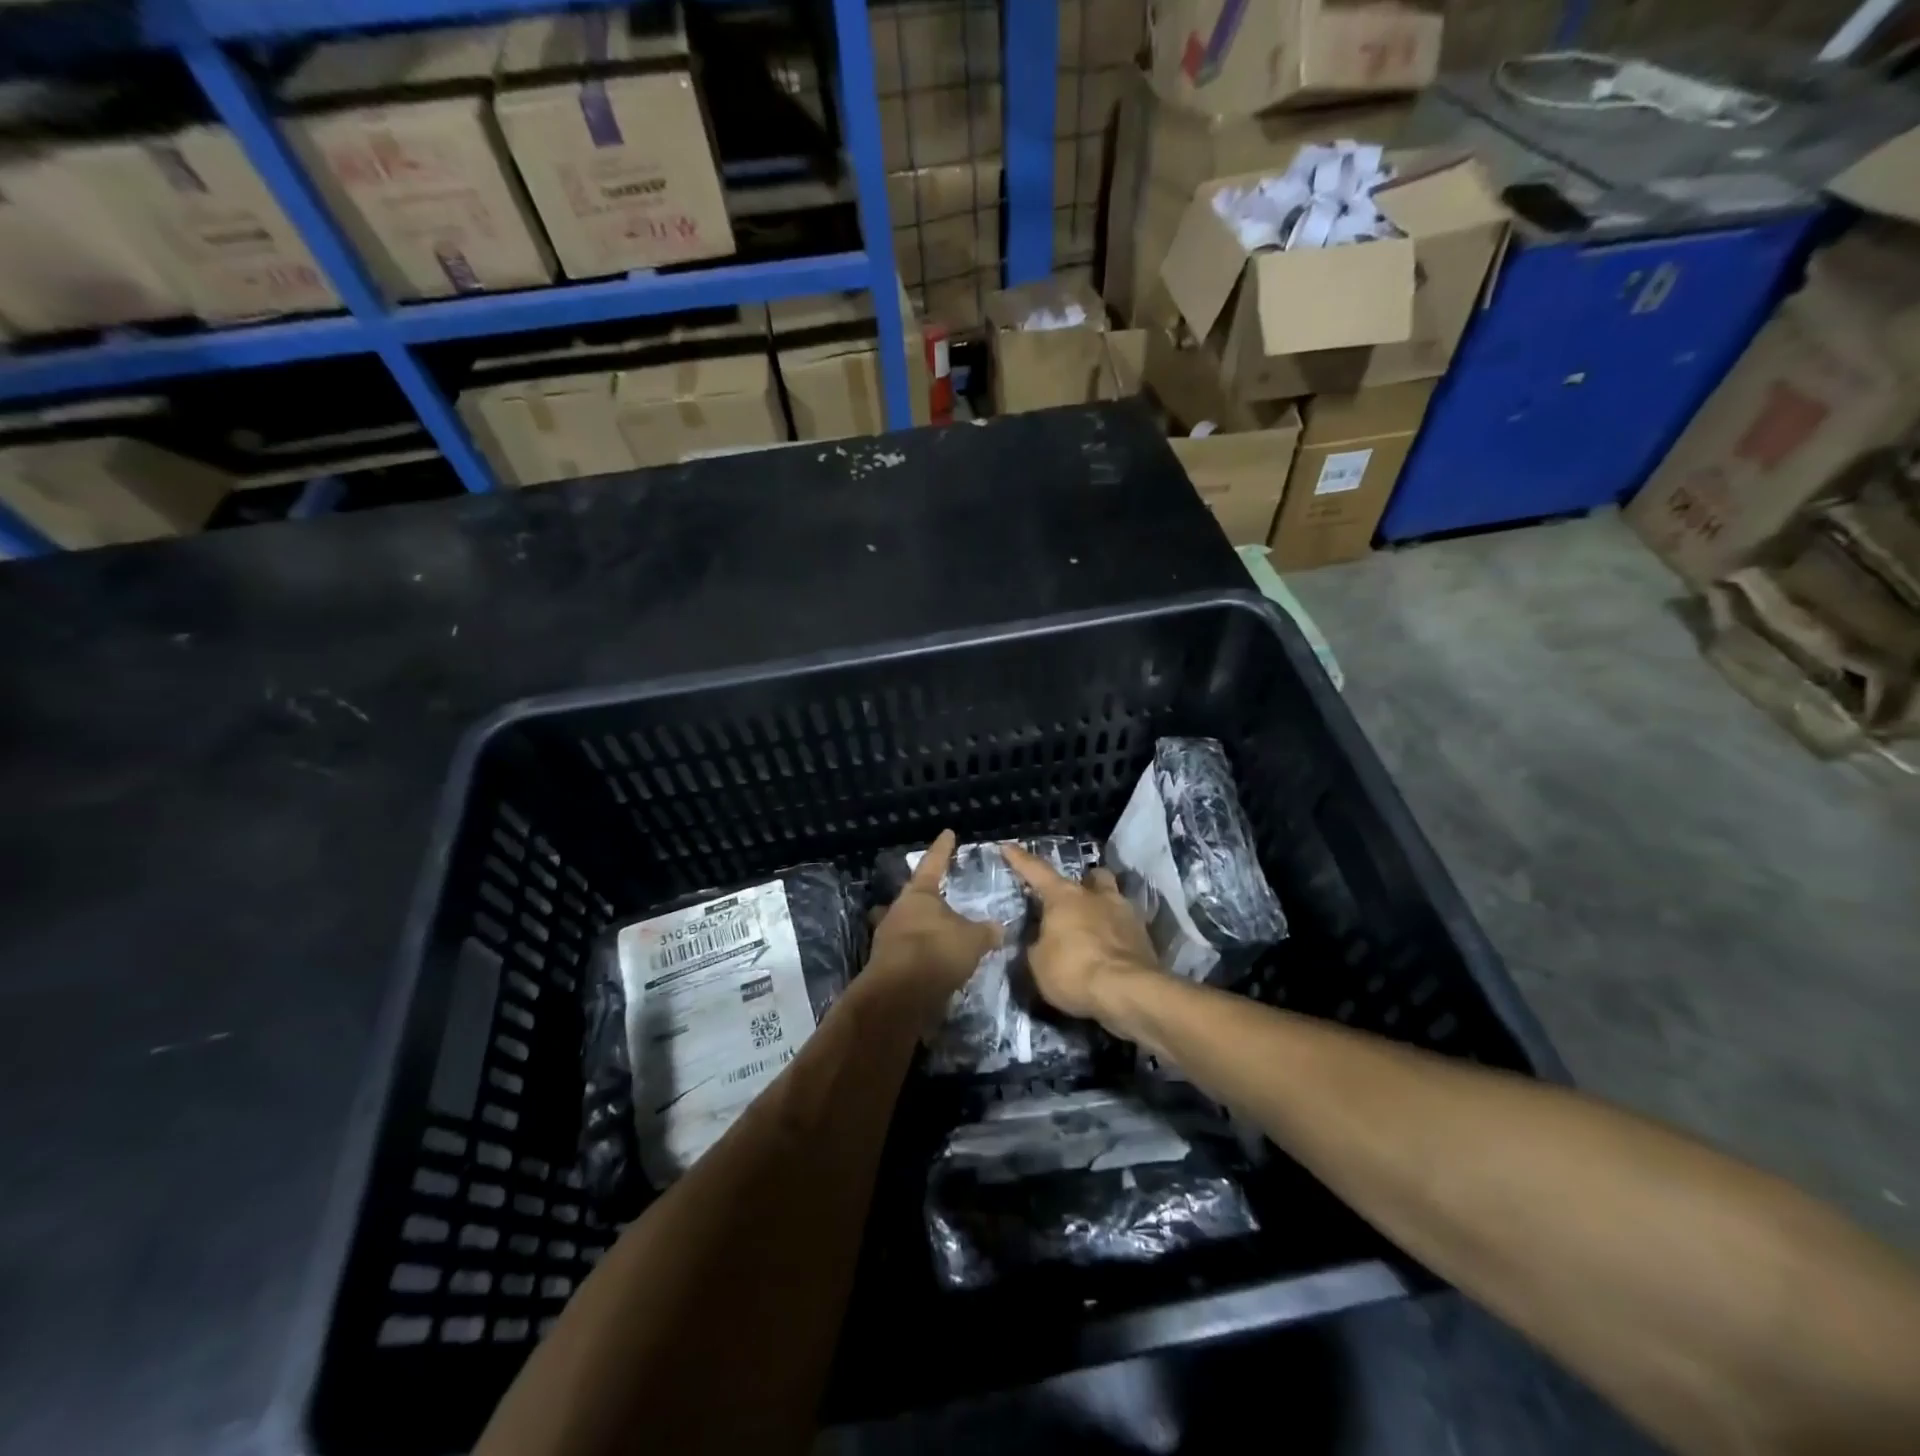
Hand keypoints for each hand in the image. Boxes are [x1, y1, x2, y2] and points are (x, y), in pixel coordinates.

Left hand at [866, 830, 1001, 1023]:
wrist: (900, 996)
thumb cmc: (937, 951)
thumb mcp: (973, 940)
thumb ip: (985, 931)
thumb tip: (998, 928)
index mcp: (918, 894)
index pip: (933, 863)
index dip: (943, 849)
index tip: (948, 834)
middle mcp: (898, 911)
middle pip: (912, 897)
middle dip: (924, 896)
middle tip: (939, 895)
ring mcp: (887, 938)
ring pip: (904, 924)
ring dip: (919, 928)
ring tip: (938, 932)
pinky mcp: (885, 965)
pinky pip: (905, 951)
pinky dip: (919, 954)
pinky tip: (933, 962)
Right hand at [1000, 842, 1161, 1021]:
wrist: (1128, 992)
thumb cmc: (1074, 971)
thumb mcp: (1037, 963)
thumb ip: (1035, 945)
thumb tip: (1038, 940)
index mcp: (1064, 897)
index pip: (1036, 871)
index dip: (1020, 859)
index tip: (1008, 847)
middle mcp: (1096, 896)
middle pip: (1092, 876)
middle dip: (1084, 882)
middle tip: (1074, 898)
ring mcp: (1125, 914)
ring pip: (1114, 897)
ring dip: (1104, 906)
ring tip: (1095, 924)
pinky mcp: (1144, 937)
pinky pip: (1127, 927)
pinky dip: (1118, 934)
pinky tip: (1111, 949)